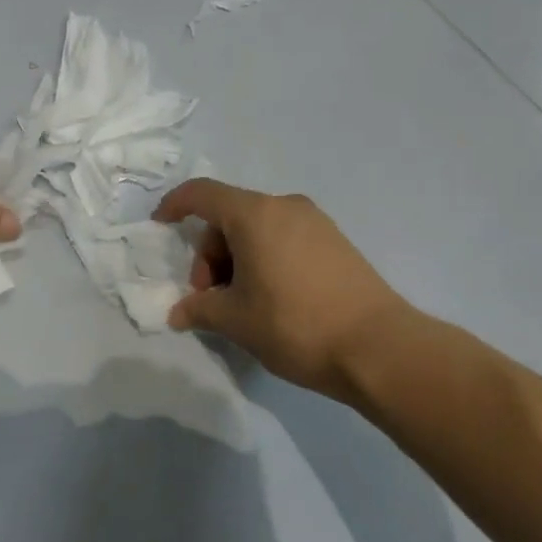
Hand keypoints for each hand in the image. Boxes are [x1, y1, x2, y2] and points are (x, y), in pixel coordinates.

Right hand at [153, 179, 419, 400]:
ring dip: (236, 258)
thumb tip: (178, 313)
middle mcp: (284, 206)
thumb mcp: (236, 321)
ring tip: (241, 303)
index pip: (201, 193)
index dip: (174, 205)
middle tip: (210, 297)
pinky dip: (264, 257)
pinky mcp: (336, 241)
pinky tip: (271, 297)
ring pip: (258, 228)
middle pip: (229, 216)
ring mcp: (315, 221)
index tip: (161, 226)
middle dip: (209, 253)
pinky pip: (284, 237)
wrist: (380, 348)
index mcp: (254, 214)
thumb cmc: (295, 325)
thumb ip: (200, 309)